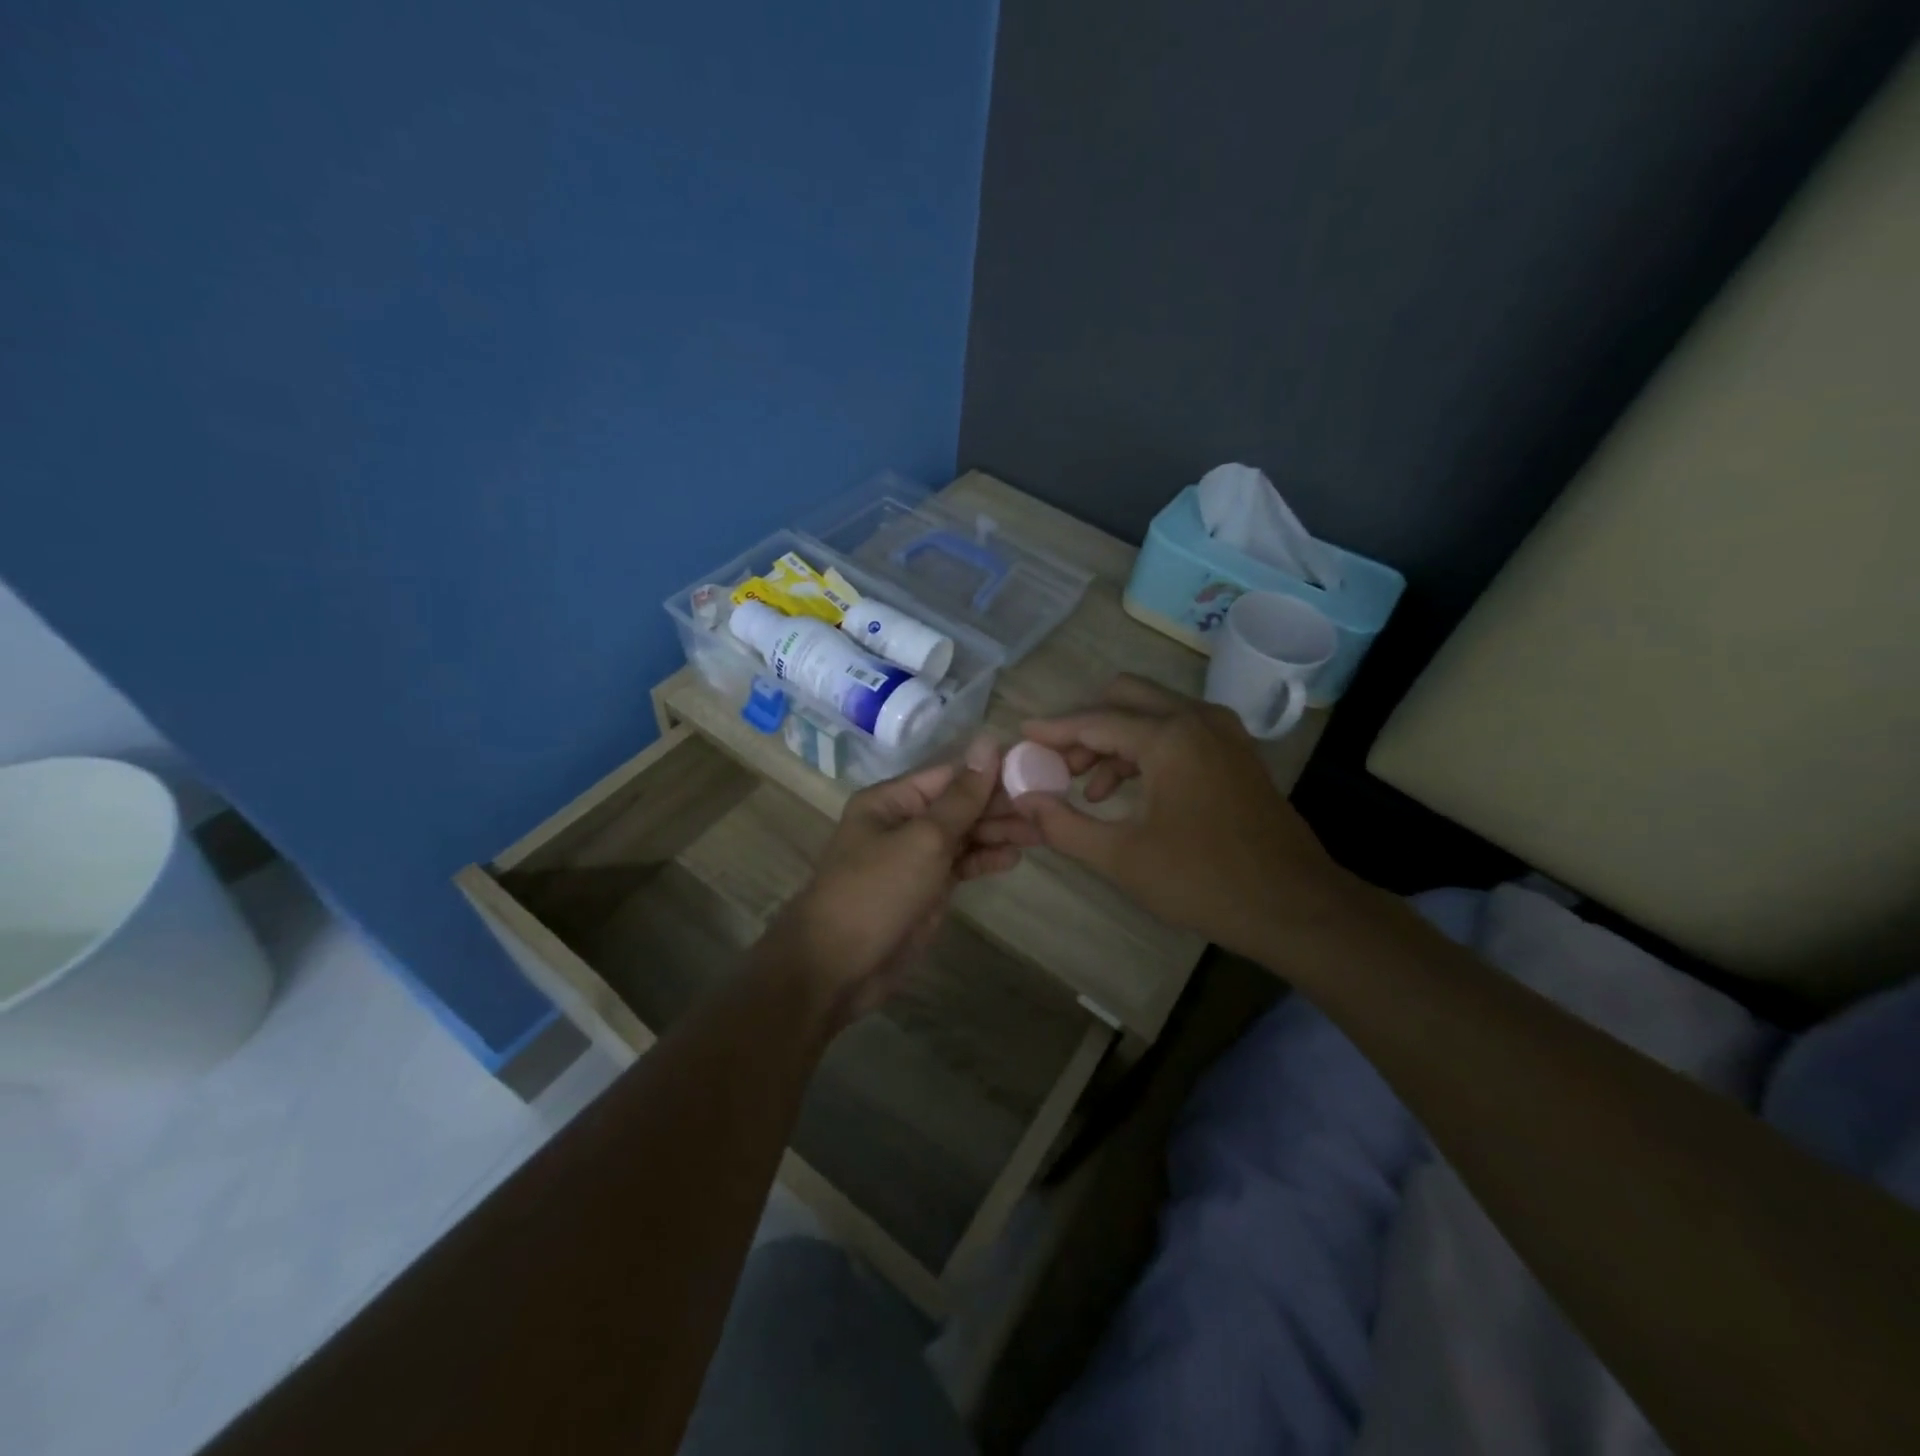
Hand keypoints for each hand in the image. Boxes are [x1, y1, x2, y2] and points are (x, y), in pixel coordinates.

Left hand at [772, 733, 1014, 1024]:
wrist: (836, 968)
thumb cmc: (876, 892)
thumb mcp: (924, 839)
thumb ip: (962, 796)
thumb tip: (988, 742)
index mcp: (892, 800)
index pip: (950, 775)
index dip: (992, 773)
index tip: (1037, 772)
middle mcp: (903, 823)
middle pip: (959, 805)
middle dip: (1000, 806)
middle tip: (1048, 808)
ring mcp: (914, 858)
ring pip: (964, 835)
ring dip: (998, 832)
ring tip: (1041, 832)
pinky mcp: (925, 890)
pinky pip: (961, 865)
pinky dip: (985, 860)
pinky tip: (1014, 858)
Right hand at [982, 675, 1356, 960]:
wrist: (1294, 906)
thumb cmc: (1203, 881)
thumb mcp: (1122, 858)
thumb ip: (1064, 825)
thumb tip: (1024, 800)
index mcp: (1169, 737)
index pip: (1095, 720)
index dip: (1053, 730)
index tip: (1021, 735)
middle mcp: (1197, 718)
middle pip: (1125, 698)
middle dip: (1086, 726)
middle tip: (1058, 764)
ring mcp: (1222, 732)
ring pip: (1152, 713)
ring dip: (1114, 739)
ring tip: (1088, 788)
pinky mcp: (1235, 751)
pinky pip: (1178, 731)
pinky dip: (1145, 749)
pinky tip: (1128, 792)